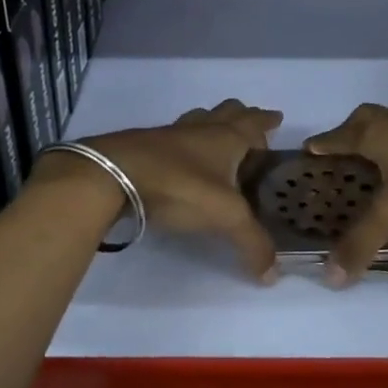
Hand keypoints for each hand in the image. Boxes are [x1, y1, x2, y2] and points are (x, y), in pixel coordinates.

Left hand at [60, 100, 284, 281]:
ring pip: (197, 120)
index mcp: (225, 137)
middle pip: (226, 112)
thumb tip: (272, 275)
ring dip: (211, 124)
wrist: (112, 175)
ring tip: (217, 139)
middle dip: (241, 116)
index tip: (275, 118)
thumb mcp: (225, 217)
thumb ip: (252, 243)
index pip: (253, 123)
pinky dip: (184, 145)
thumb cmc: (179, 186)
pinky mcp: (143, 148)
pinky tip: (180, 160)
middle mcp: (200, 130)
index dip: (266, 121)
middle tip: (250, 128)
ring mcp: (168, 136)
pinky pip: (172, 139)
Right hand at [304, 105, 387, 285]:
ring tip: (381, 158)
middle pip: (367, 119)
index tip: (309, 148)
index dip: (322, 144)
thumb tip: (329, 277)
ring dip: (384, 136)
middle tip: (344, 149)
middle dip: (351, 131)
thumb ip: (362, 242)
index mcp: (376, 134)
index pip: (338, 136)